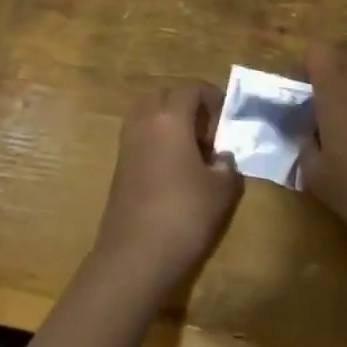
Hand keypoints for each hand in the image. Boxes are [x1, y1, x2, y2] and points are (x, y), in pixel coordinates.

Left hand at [92, 81, 242, 295]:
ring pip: (148, 115)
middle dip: (187, 104)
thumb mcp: (222, 191)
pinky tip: (175, 172)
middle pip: (164, 94)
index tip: (227, 120)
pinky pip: (140, 137)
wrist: (133, 258)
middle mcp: (144, 122)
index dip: (213, 97)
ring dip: (170, 122)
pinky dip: (157, 141)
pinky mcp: (119, 168)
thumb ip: (228, 166)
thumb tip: (222, 158)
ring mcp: (127, 145)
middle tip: (208, 131)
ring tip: (192, 151)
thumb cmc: (183, 215)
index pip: (191, 88)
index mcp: (169, 118)